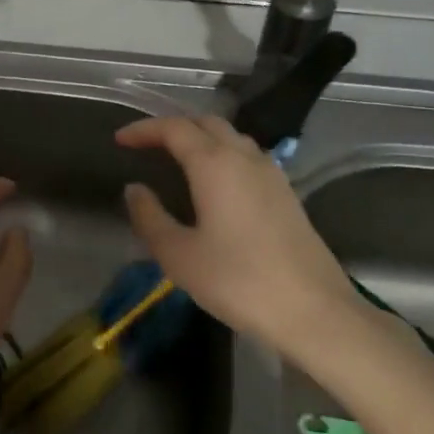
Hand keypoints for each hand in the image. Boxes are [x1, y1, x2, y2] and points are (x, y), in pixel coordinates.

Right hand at [116, 115, 356, 357]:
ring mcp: (271, 173)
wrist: (313, 310)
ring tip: (177, 159)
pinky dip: (223, 155)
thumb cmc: (238, 281)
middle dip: (173, 127)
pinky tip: (215, 183)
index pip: (174, 128)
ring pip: (231, 137)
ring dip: (201, 138)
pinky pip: (248, 157)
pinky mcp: (286, 193)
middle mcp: (245, 157)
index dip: (144, 129)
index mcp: (215, 163)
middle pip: (206, 123)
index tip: (120, 139)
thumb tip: (135, 189)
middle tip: (147, 145)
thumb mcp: (179, 255)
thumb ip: (150, 217)